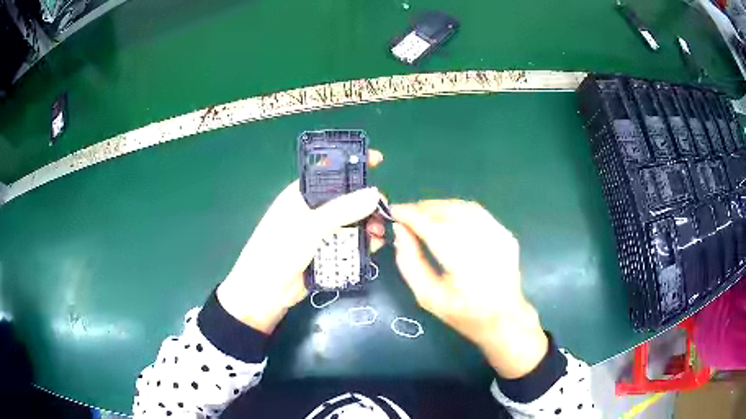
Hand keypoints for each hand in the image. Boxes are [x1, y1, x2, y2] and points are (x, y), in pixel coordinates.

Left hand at [216, 151, 384, 333]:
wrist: (264, 293)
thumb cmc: (279, 251)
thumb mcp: (310, 227)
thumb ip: (342, 210)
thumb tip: (375, 194)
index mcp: (302, 193)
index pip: (331, 170)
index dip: (353, 163)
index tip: (378, 160)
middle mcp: (313, 208)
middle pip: (347, 197)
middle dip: (366, 201)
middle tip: (383, 210)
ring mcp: (321, 231)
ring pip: (351, 220)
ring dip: (368, 224)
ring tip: (379, 233)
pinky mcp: (327, 251)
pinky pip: (350, 241)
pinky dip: (363, 241)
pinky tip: (374, 246)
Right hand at [391, 200, 547, 378]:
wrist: (504, 319)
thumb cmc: (462, 314)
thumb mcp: (427, 296)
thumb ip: (409, 262)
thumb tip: (399, 230)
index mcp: (465, 265)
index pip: (433, 228)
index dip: (411, 216)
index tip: (393, 211)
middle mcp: (485, 245)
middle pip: (449, 213)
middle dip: (423, 208)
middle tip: (404, 213)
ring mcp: (499, 236)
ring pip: (463, 207)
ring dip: (439, 206)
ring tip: (422, 213)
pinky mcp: (505, 234)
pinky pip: (477, 212)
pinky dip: (457, 210)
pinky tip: (446, 217)